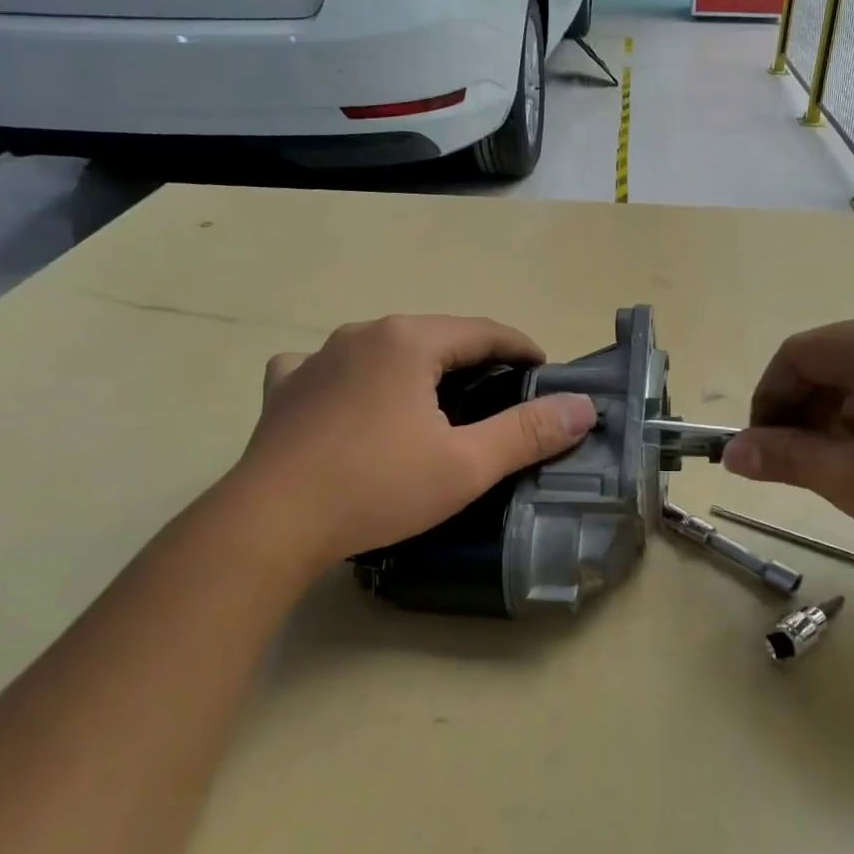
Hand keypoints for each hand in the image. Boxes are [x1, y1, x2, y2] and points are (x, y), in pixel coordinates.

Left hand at [234, 315, 596, 567]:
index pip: (483, 331)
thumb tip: (583, 407)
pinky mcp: (285, 387)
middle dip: (472, 358)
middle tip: (499, 391)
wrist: (270, 522)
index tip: (543, 369)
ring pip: (384, 349)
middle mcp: (363, 334)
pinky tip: (352, 400)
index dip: (520, 347)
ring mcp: (316, 357)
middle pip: (434, 336)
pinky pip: (329, 368)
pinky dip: (353, 377)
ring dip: (416, 366)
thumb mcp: (466, 465)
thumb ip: (528, 433)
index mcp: (409, 341)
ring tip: (435, 399)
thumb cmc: (376, 488)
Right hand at [723, 312, 853, 588]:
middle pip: (831, 360)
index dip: (767, 402)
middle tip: (795, 464)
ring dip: (836, 416)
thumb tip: (730, 453)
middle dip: (801, 411)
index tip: (759, 451)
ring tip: (838, 468)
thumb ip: (783, 457)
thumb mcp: (848, 478)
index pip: (797, 355)